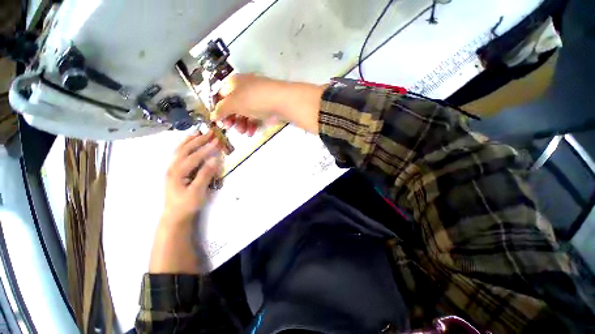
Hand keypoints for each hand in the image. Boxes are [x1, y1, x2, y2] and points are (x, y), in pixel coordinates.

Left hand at [161, 130, 222, 225]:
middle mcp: (172, 167)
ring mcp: (172, 168)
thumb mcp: (198, 191)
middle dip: (198, 140)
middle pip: (185, 149)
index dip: (206, 148)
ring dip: (190, 140)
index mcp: (177, 172)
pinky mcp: (174, 170)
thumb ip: (205, 174)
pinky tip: (189, 142)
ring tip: (199, 132)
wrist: (175, 215)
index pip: (194, 156)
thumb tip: (215, 160)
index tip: (218, 140)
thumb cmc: (187, 204)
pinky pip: (179, 154)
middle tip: (210, 132)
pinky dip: (185, 145)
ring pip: (180, 149)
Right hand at [213, 74, 325, 133]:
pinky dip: (252, 124)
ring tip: (243, 132)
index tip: (218, 121)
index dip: (218, 108)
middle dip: (231, 118)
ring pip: (244, 113)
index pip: (220, 95)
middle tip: (230, 128)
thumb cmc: (254, 99)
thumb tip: (213, 116)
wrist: (281, 101)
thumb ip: (221, 110)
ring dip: (241, 124)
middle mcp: (244, 89)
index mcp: (233, 83)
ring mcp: (256, 98)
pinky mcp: (265, 108)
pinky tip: (252, 132)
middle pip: (233, 105)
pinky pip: (254, 116)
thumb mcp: (234, 103)